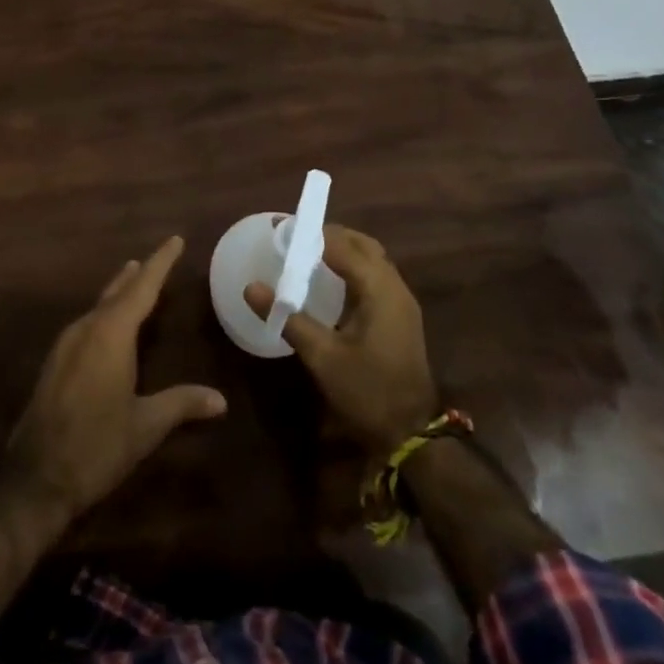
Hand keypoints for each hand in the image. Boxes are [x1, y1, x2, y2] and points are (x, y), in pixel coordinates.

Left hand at [3, 235, 226, 520]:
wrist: (34, 478)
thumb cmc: (96, 446)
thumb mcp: (145, 426)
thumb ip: (181, 404)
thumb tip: (220, 399)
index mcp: (110, 334)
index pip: (142, 288)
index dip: (160, 263)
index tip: (174, 240)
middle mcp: (86, 329)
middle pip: (116, 292)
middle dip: (137, 275)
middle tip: (153, 259)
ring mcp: (65, 345)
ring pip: (98, 307)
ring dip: (118, 293)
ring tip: (132, 281)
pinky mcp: (55, 363)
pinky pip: (86, 324)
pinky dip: (104, 314)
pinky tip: (107, 326)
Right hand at [245, 224, 437, 457]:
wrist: (412, 435)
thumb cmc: (367, 391)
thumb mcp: (322, 357)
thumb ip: (289, 318)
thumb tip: (251, 288)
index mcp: (379, 289)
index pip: (342, 246)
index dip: (312, 234)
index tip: (282, 228)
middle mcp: (395, 287)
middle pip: (362, 245)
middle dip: (330, 235)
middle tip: (295, 238)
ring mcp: (402, 302)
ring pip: (373, 259)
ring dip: (343, 250)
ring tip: (309, 254)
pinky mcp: (401, 317)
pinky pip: (377, 276)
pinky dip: (354, 267)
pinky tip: (332, 282)